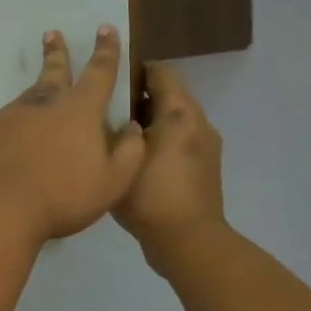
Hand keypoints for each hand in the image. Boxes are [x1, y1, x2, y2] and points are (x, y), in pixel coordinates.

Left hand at [0, 27, 146, 247]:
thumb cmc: (63, 194)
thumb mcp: (113, 180)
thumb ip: (129, 152)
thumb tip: (133, 127)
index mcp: (80, 109)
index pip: (99, 72)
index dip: (106, 50)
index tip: (105, 29)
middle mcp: (46, 104)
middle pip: (55, 71)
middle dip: (57, 52)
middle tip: (51, 33)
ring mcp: (15, 116)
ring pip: (32, 92)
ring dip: (40, 81)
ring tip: (44, 79)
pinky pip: (15, 114)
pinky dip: (25, 112)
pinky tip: (24, 122)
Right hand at [115, 62, 228, 273]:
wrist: (187, 241)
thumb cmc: (151, 194)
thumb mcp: (122, 156)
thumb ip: (115, 128)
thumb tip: (112, 113)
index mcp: (180, 113)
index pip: (160, 72)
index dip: (134, 69)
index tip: (107, 78)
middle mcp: (198, 123)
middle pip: (169, 95)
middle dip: (138, 96)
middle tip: (104, 108)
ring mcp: (206, 146)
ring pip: (174, 119)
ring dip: (149, 120)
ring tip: (116, 134)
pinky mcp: (204, 167)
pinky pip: (180, 140)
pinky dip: (160, 140)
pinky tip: (134, 159)